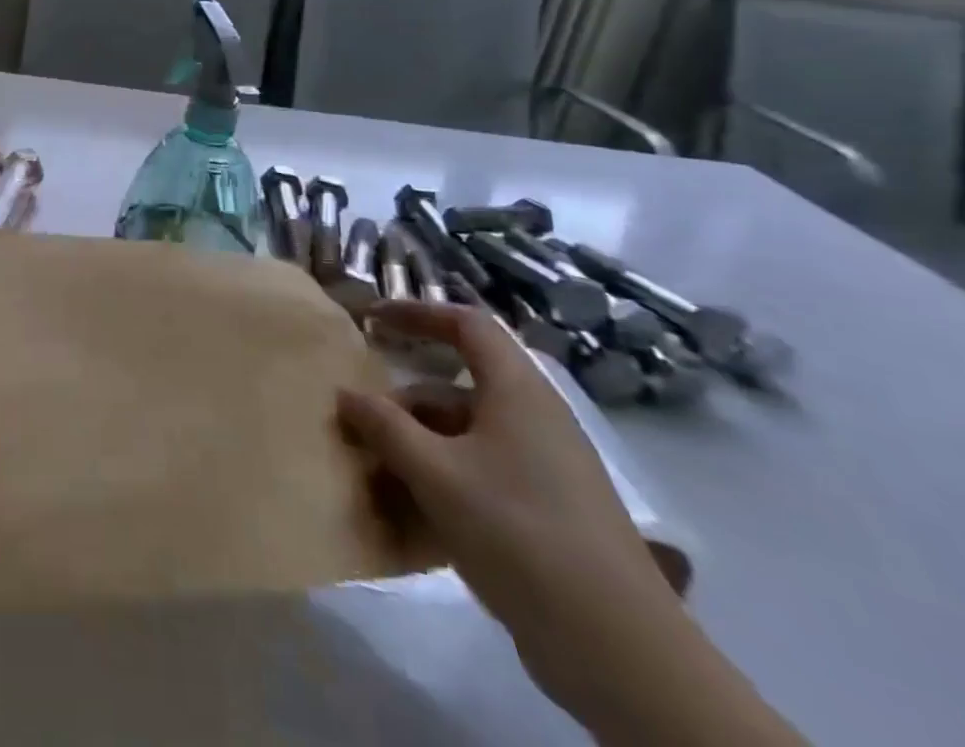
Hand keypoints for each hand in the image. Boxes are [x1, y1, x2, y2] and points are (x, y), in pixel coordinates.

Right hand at [337, 301, 688, 721]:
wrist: (619, 651)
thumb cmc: (519, 532)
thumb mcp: (435, 473)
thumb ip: (384, 427)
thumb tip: (345, 395)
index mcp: (518, 392)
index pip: (467, 324)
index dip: (417, 313)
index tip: (371, 319)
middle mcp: (534, 419)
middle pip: (454, 388)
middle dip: (401, 403)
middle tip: (358, 422)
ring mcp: (543, 469)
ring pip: (463, 437)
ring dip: (414, 448)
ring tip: (372, 476)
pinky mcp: (546, 513)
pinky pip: (479, 475)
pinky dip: (440, 482)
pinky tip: (409, 515)